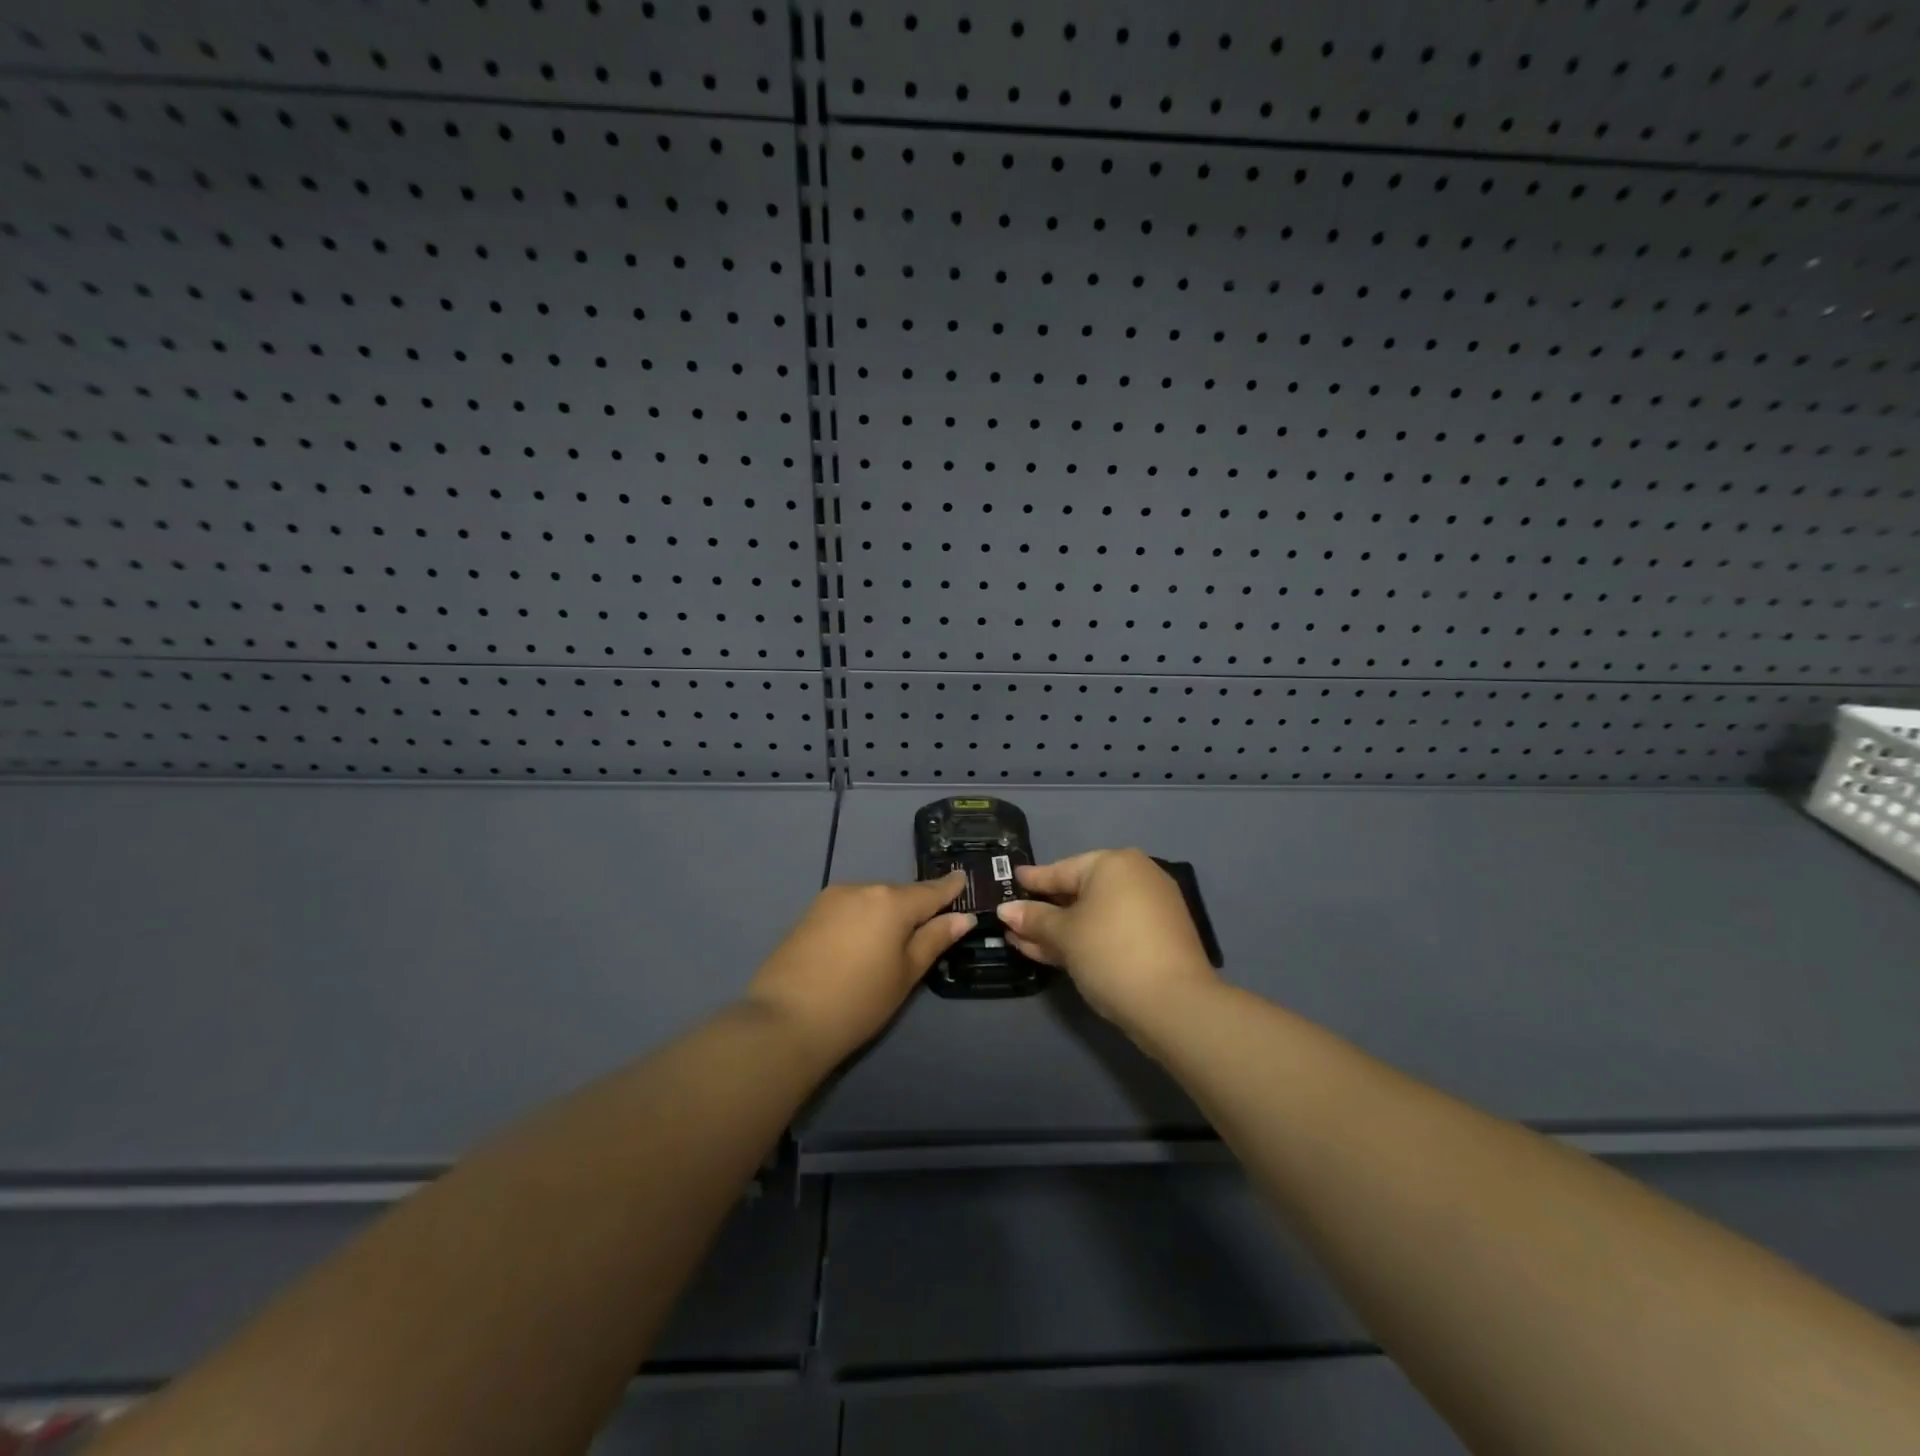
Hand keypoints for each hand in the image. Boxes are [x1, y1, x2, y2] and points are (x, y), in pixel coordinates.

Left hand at [745, 873, 973, 1063]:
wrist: (785, 1020)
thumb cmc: (858, 1001)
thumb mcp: (905, 974)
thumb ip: (934, 940)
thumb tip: (962, 918)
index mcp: (891, 901)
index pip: (930, 890)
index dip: (948, 887)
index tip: (962, 878)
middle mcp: (862, 889)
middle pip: (898, 895)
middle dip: (914, 907)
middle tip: (929, 927)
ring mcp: (831, 898)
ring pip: (871, 901)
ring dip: (885, 914)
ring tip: (891, 944)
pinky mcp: (809, 913)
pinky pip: (849, 909)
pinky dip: (861, 920)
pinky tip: (860, 945)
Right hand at [995, 849, 1218, 1033]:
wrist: (1174, 1004)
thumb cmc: (1110, 953)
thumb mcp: (1064, 935)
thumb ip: (1034, 919)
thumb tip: (1006, 909)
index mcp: (1114, 864)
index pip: (1062, 869)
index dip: (1034, 880)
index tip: (1012, 880)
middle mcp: (1136, 877)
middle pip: (1079, 892)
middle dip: (1045, 910)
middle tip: (1014, 918)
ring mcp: (1151, 908)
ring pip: (1094, 915)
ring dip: (1060, 929)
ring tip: (1022, 941)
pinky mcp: (1158, 938)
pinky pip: (1111, 930)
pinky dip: (1085, 938)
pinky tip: (1054, 953)